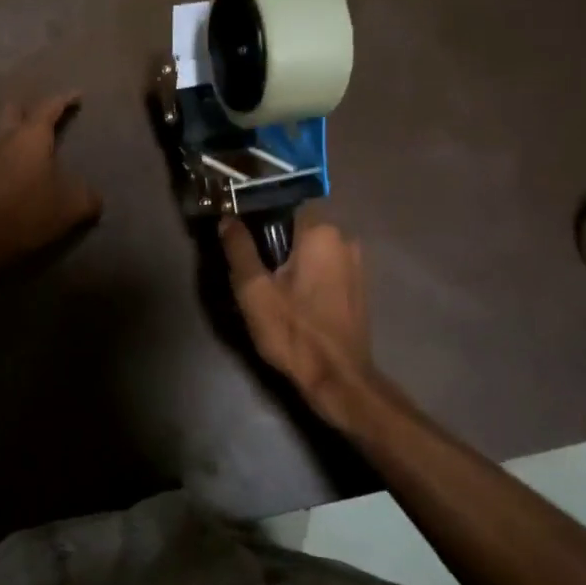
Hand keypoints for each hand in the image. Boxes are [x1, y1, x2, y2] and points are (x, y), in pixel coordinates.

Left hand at [0, 93, 101, 278]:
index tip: (77, 95)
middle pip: (13, 110)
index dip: (65, 99)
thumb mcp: (71, 208)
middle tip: (43, 117)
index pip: (50, 107)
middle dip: (29, 109)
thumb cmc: (27, 215)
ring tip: (22, 146)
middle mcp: (3, 138)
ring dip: (9, 133)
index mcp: (31, 137)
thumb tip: (93, 196)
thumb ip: (87, 197)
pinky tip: (3, 174)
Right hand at [220, 214, 372, 403]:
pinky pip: (326, 266)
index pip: (283, 205)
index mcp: (321, 231)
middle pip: (298, 227)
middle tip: (252, 270)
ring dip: (291, 260)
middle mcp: (345, 238)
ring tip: (270, 287)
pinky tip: (293, 299)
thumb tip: (227, 219)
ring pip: (312, 249)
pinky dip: (308, 274)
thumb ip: (239, 248)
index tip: (241, 238)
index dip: (258, 218)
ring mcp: (357, 263)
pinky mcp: (358, 286)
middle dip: (274, 242)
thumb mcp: (254, 290)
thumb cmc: (293, 330)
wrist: (337, 379)